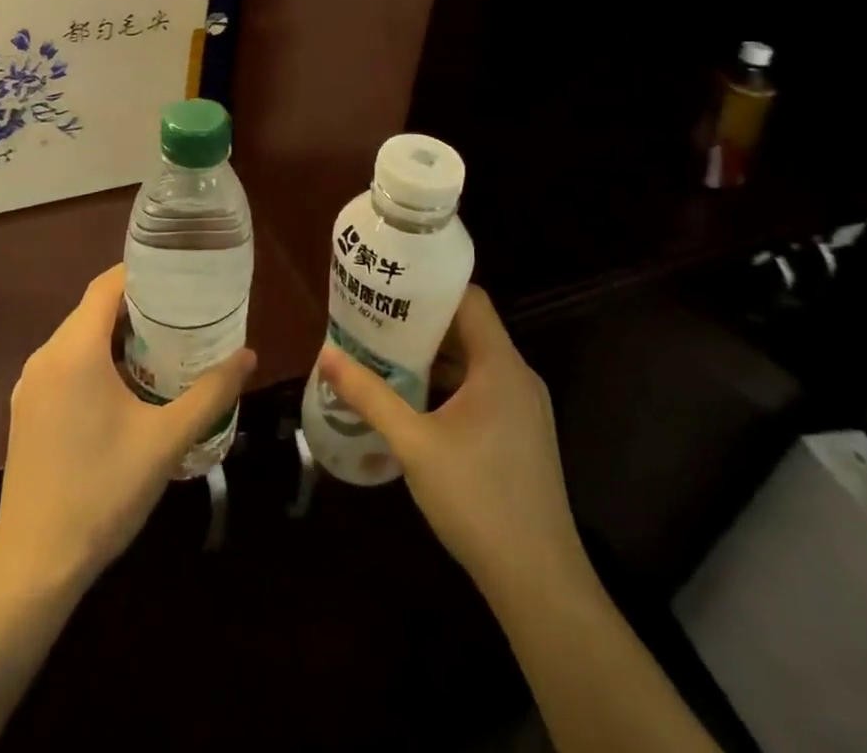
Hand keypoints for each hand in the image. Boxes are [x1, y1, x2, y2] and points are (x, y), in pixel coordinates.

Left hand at [0, 264, 255, 595]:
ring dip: (117, 335)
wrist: (34, 566)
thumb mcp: (166, 440)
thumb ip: (211, 393)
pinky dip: (97, 360)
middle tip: (184, 313)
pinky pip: (65, 365)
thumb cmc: (103, 491)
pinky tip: (128, 386)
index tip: (181, 276)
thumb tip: (249, 356)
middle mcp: (45, 357)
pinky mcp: (26, 411)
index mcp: (74, 350)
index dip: (143, 273)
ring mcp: (30, 386)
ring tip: (165, 344)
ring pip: (78, 338)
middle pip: (93, 309)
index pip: (107, 285)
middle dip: (138, 306)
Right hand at [317, 285, 587, 601]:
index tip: (392, 284)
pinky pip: (483, 390)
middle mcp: (518, 377)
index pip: (470, 299)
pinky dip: (450, 384)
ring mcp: (524, 408)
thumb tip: (327, 356)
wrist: (539, 582)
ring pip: (475, 362)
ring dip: (434, 356)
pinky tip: (415, 400)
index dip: (432, 287)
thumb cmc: (477, 499)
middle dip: (423, 322)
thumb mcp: (414, 444)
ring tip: (385, 353)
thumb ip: (370, 396)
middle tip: (376, 318)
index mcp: (500, 365)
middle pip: (470, 329)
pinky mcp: (522, 435)